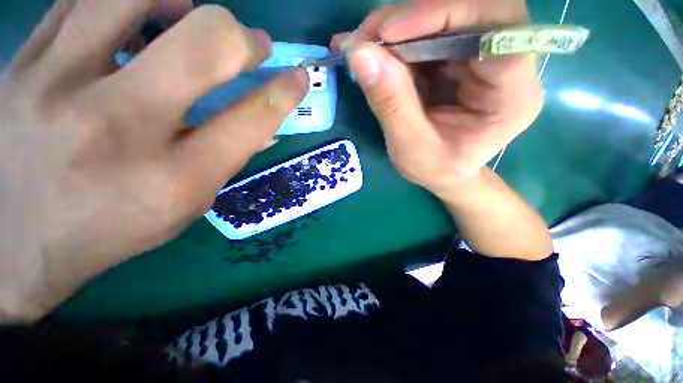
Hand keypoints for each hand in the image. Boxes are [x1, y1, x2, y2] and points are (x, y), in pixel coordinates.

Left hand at [0, 0, 308, 321]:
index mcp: (175, 177)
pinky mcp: (22, 63)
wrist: (14, 242)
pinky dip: (126, 1)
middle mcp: (119, 126)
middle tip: (252, 42)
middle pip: (205, 43)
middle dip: (242, 37)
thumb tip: (264, 123)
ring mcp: (57, 84)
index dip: (285, 92)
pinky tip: (134, 18)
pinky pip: (83, 1)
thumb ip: (227, 158)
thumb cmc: (111, 230)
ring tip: (190, 16)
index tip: (299, 77)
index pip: (253, 119)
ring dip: (182, 1)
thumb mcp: (186, 205)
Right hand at [331, 0, 542, 198]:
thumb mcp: (410, 147)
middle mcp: (505, 65)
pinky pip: (427, 32)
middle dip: (411, 19)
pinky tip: (368, 50)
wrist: (443, 172)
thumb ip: (390, 104)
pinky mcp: (457, 56)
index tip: (389, 35)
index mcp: (511, 96)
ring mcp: (480, 56)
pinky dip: (394, 38)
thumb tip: (360, 54)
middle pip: (469, 11)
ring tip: (359, 45)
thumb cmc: (435, 169)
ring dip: (395, 26)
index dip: (443, 17)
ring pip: (444, 16)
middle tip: (365, 38)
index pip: (496, 32)